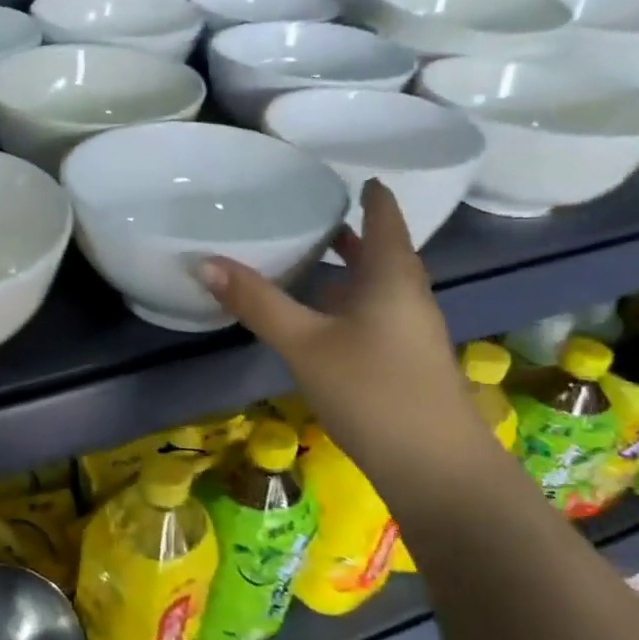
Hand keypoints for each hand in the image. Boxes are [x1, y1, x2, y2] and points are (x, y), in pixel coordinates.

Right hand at [199, 179, 483, 480]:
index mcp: (392, 276)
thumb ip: (257, 302)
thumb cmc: (373, 390)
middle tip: (307, 210)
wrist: (435, 467)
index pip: (384, 216)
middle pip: (380, 249)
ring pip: (374, 284)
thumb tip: (204, 261)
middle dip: (349, 230)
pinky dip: (344, 300)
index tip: (347, 173)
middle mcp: (406, 294)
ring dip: (346, 267)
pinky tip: (316, 317)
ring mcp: (408, 330)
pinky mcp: (401, 360)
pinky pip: (370, 312)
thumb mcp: (305, 343)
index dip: (369, 193)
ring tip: (305, 256)